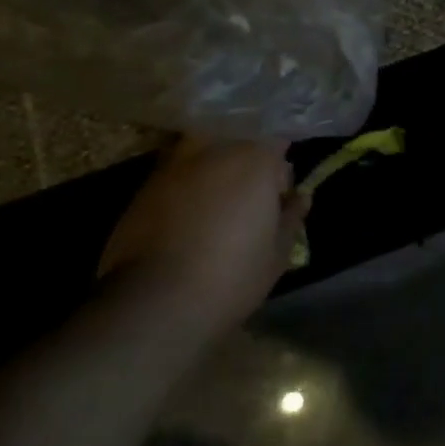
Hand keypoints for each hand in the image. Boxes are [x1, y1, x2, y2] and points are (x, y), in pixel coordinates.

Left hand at [98, 135, 306, 333]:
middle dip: (245, 165)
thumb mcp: (277, 254)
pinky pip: (175, 176)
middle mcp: (216, 148)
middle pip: (239, 142)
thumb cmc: (231, 275)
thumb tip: (301, 197)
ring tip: (214, 206)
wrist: (154, 303)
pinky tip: (184, 221)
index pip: (277, 143)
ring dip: (212, 171)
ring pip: (203, 154)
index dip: (279, 170)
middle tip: (247, 201)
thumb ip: (292, 217)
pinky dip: (183, 189)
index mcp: (256, 158)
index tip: (278, 197)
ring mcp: (175, 164)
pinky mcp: (144, 187)